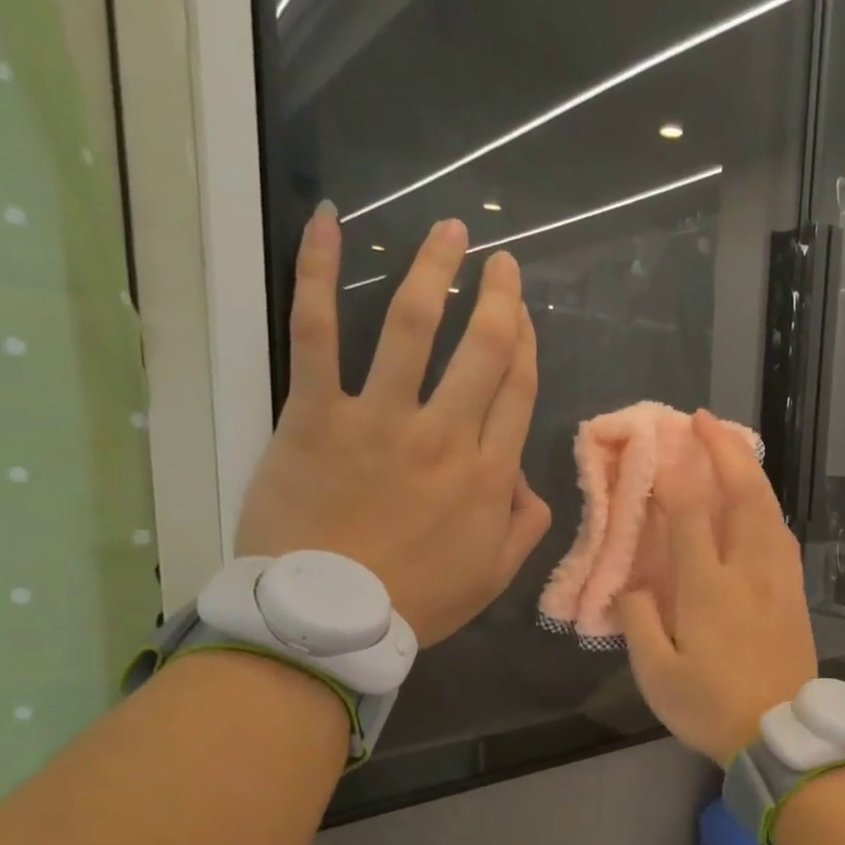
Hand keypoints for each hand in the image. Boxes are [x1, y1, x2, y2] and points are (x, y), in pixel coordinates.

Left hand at [236, 207, 550, 646]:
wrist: (328, 619)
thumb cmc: (416, 601)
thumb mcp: (493, 576)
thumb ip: (524, 526)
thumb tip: (527, 482)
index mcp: (488, 473)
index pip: (516, 390)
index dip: (525, 344)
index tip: (523, 314)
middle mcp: (444, 433)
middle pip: (482, 349)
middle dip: (498, 298)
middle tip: (502, 262)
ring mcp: (380, 418)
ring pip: (414, 326)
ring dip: (435, 271)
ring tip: (449, 232)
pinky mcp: (317, 414)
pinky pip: (319, 333)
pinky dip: (320, 275)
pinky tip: (330, 224)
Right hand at [618, 411, 817, 766]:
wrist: (781, 734)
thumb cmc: (711, 707)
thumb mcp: (656, 674)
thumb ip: (639, 621)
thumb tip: (633, 584)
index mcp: (708, 587)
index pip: (691, 513)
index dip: (674, 473)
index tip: (659, 444)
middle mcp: (748, 571)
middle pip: (744, 495)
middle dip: (724, 450)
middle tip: (704, 420)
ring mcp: (778, 579)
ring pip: (769, 509)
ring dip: (750, 470)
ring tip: (732, 447)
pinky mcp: (794, 593)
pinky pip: (782, 534)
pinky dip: (767, 505)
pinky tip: (759, 501)